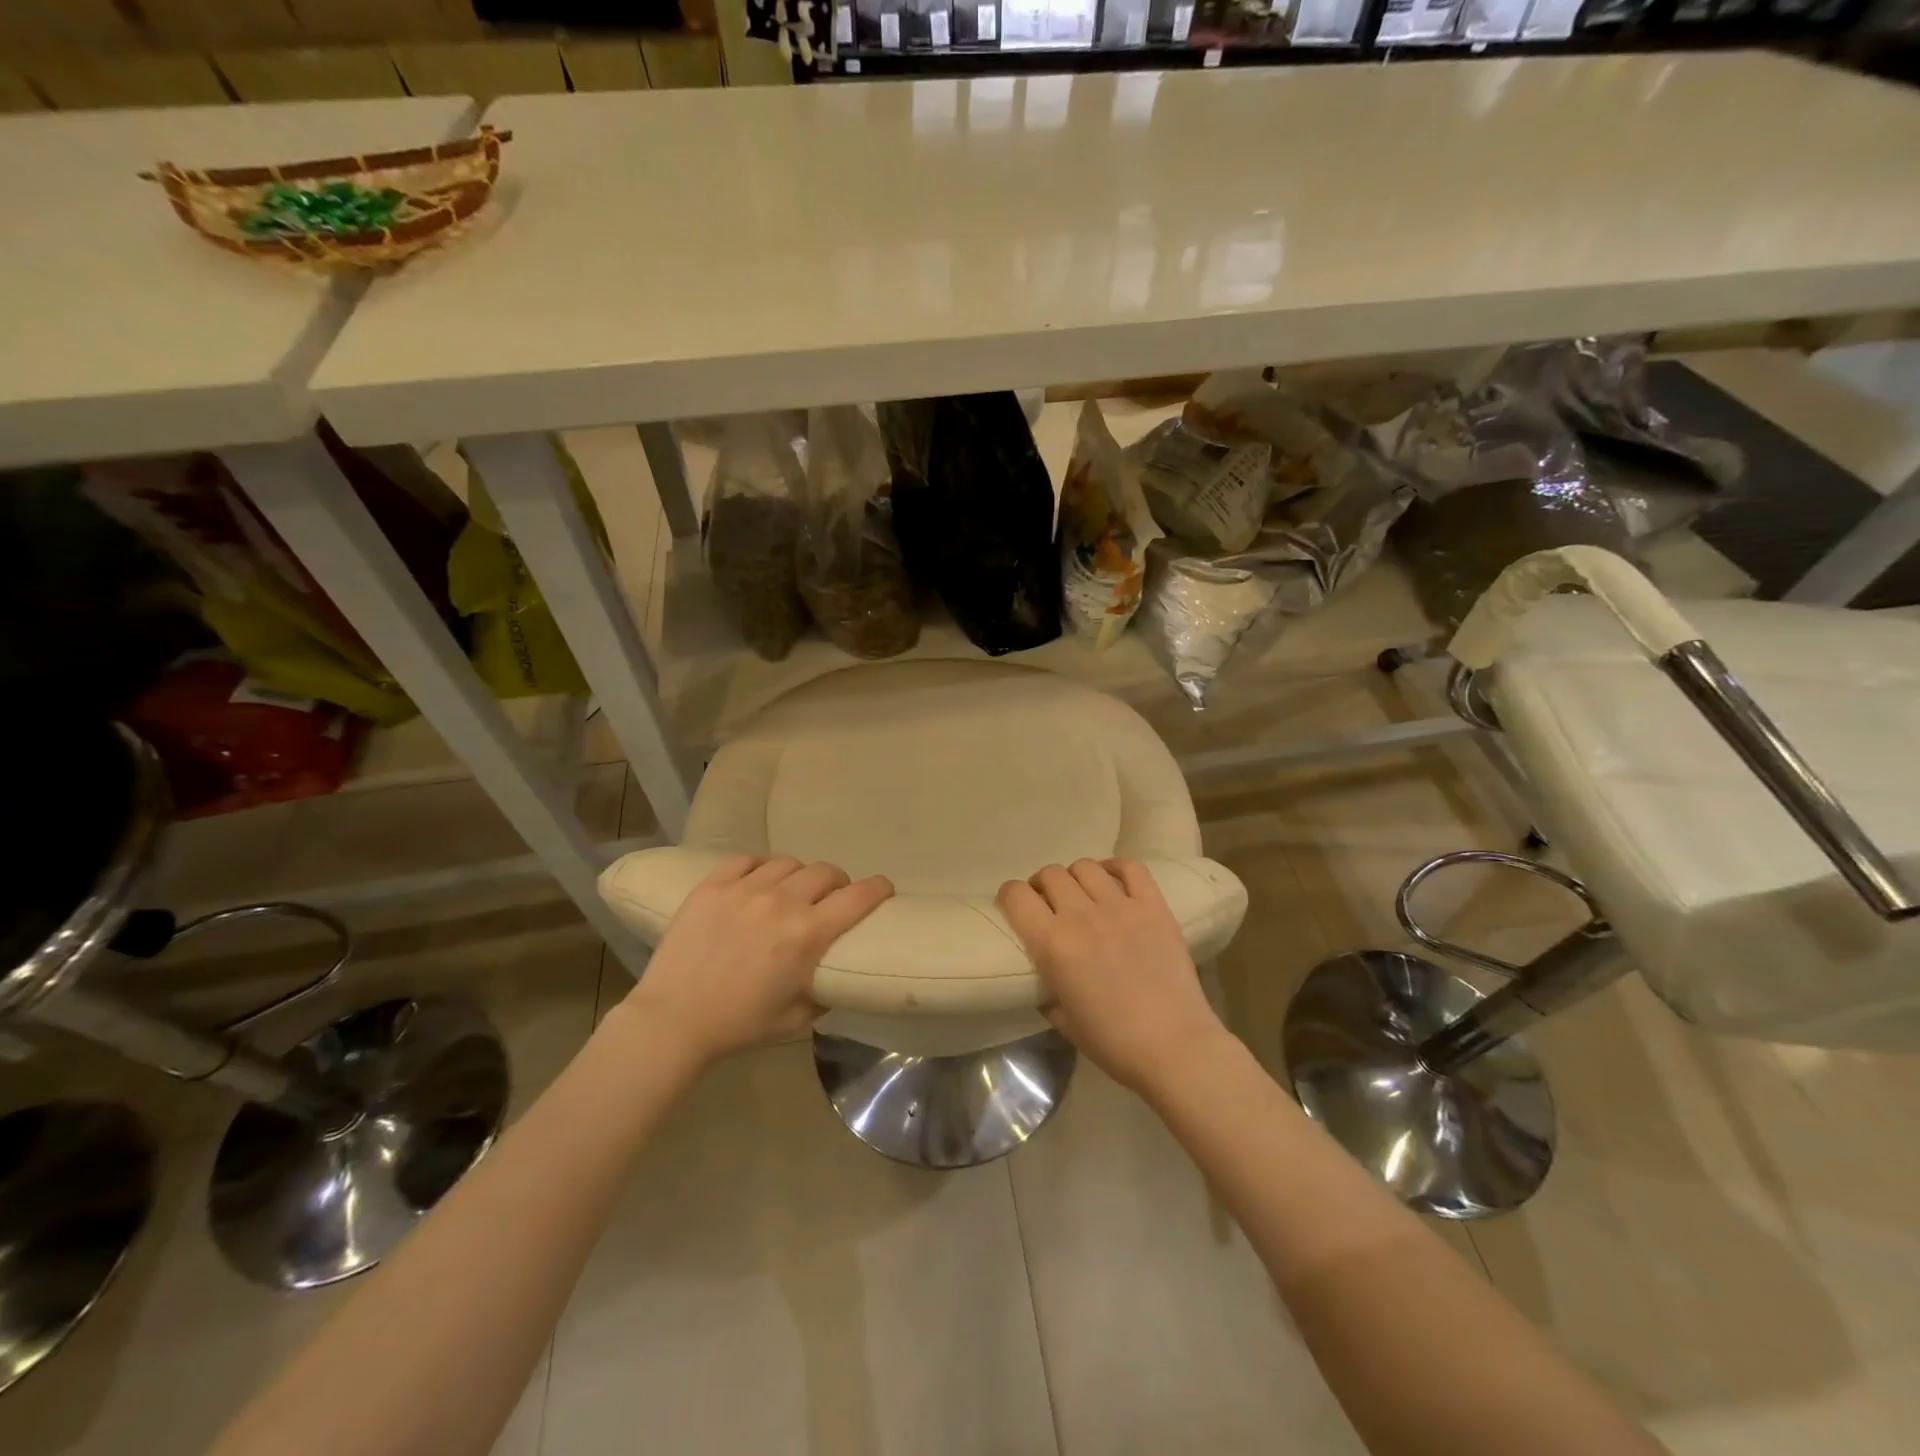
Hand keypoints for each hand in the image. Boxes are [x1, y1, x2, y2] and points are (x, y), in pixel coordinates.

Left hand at [620, 855, 892, 1066]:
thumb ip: (823, 991)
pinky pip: (747, 860)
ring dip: (799, 876)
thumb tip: (833, 976)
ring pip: (789, 862)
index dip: (878, 888)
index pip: (858, 897)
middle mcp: (782, 901)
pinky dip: (759, 869)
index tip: (884, 888)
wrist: (673, 1019)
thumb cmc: (739, 1024)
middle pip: (826, 872)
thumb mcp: (795, 1017)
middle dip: (837, 883)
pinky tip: (756, 883)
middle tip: (830, 897)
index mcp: (808, 934)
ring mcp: (745, 888)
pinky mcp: (713, 884)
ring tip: (790, 890)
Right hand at [997, 859, 1225, 1093]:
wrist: (1174, 1047)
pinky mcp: (1153, 906)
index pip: (1016, 895)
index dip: (1010, 896)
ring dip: (1076, 878)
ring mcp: (1121, 906)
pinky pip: (1130, 867)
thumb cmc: (1113, 1043)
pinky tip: (1112, 881)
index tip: (1015, 906)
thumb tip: (1046, 974)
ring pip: (1085, 867)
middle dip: (1043, 886)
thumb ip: (1047, 990)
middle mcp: (1081, 915)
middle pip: (1050, 874)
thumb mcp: (1063, 1021)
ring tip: (1082, 895)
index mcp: (1052, 944)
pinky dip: (1115, 867)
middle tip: (1050, 904)